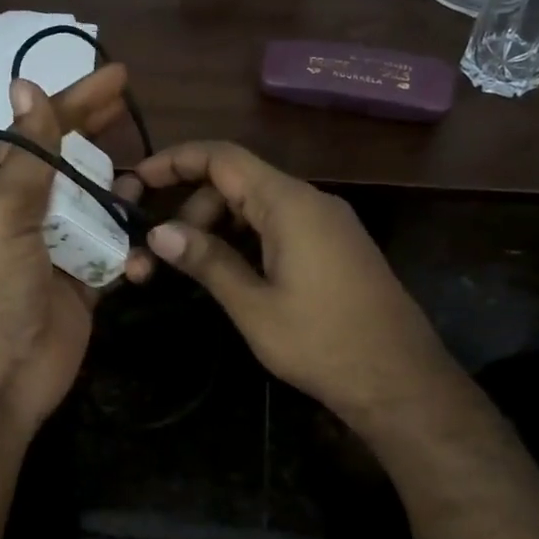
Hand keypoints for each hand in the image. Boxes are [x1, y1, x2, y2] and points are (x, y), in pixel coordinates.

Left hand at [0, 65, 138, 436]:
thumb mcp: (5, 212)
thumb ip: (27, 154)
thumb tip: (25, 85)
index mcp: (0, 191)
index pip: (42, 133)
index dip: (77, 102)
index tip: (118, 76)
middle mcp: (29, 215)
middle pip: (73, 166)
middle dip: (102, 139)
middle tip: (135, 110)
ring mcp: (59, 250)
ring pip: (100, 210)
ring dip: (122, 198)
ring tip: (149, 184)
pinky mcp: (84, 285)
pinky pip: (115, 256)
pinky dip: (130, 255)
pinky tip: (140, 261)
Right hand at [124, 141, 453, 430]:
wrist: (402, 382)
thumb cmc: (323, 343)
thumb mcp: (254, 306)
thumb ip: (207, 261)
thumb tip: (158, 232)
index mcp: (289, 204)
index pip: (223, 157)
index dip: (175, 160)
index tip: (137, 179)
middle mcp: (310, 201)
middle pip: (236, 182)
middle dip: (191, 208)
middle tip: (161, 252)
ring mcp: (326, 222)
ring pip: (256, 205)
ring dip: (216, 226)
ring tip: (189, 268)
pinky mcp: (334, 245)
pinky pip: (278, 224)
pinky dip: (245, 238)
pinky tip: (228, 272)